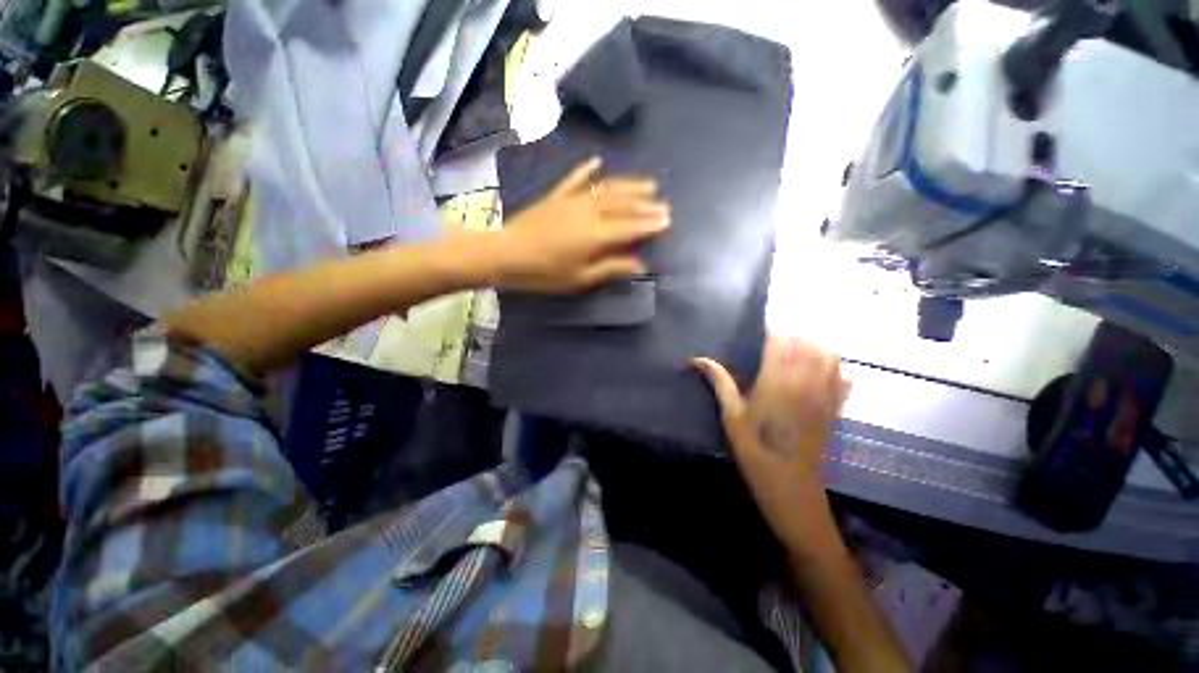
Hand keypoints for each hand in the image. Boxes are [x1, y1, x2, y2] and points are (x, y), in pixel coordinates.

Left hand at [492, 157, 669, 292]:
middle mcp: (589, 211)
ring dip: (629, 185)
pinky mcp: (557, 195)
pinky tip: (598, 162)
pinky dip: (587, 170)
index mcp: (596, 234)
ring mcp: (572, 200)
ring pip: (607, 189)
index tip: (668, 220)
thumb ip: (610, 268)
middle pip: (623, 205)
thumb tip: (639, 264)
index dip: (650, 224)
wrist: (506, 254)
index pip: (630, 227)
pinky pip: (576, 179)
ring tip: (648, 183)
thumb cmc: (544, 273)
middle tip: (664, 203)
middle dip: (646, 204)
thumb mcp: (580, 278)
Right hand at [694, 336, 849, 545]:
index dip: (770, 333)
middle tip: (773, 344)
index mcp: (777, 381)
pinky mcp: (835, 408)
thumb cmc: (754, 451)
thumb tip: (696, 359)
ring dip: (813, 347)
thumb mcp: (731, 416)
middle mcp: (805, 382)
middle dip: (791, 336)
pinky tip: (817, 373)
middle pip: (807, 342)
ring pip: (830, 355)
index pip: (779, 340)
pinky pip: (843, 377)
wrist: (791, 488)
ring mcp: (825, 395)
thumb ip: (719, 382)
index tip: (759, 336)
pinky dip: (833, 367)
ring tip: (795, 354)